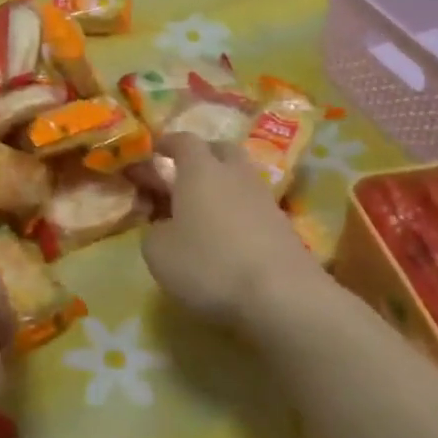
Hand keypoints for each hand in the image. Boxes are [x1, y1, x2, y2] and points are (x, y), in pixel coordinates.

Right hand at [141, 134, 344, 331]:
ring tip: (203, 209)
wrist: (283, 296)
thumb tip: (164, 225)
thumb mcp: (158, 252)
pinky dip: (238, 212)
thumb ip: (154, 230)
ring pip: (241, 178)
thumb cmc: (209, 265)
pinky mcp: (284, 227)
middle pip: (221, 150)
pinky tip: (227, 236)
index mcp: (200, 171)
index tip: (154, 150)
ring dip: (222, 185)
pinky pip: (254, 207)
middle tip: (182, 174)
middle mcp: (235, 175)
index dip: (167, 143)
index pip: (184, 141)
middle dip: (202, 156)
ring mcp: (264, 199)